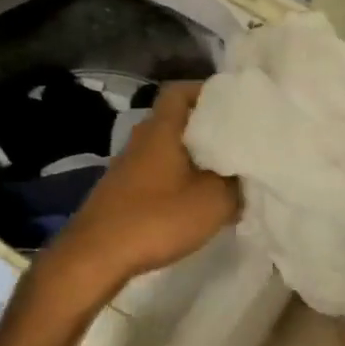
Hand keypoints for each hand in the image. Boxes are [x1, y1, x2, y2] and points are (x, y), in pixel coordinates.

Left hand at [38, 82, 239, 307]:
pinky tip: (196, 198)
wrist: (97, 254)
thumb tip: (247, 173)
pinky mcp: (124, 188)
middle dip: (206, 126)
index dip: (206, 91)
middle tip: (237, 140)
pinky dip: (179, 175)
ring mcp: (129, 163)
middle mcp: (142, 137)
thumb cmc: (157, 218)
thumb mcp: (212, 202)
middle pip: (176, 118)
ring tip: (224, 171)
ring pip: (167, 146)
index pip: (180, 91)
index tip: (234, 105)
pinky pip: (158, 169)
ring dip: (193, 154)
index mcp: (161, 128)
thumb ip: (237, 183)